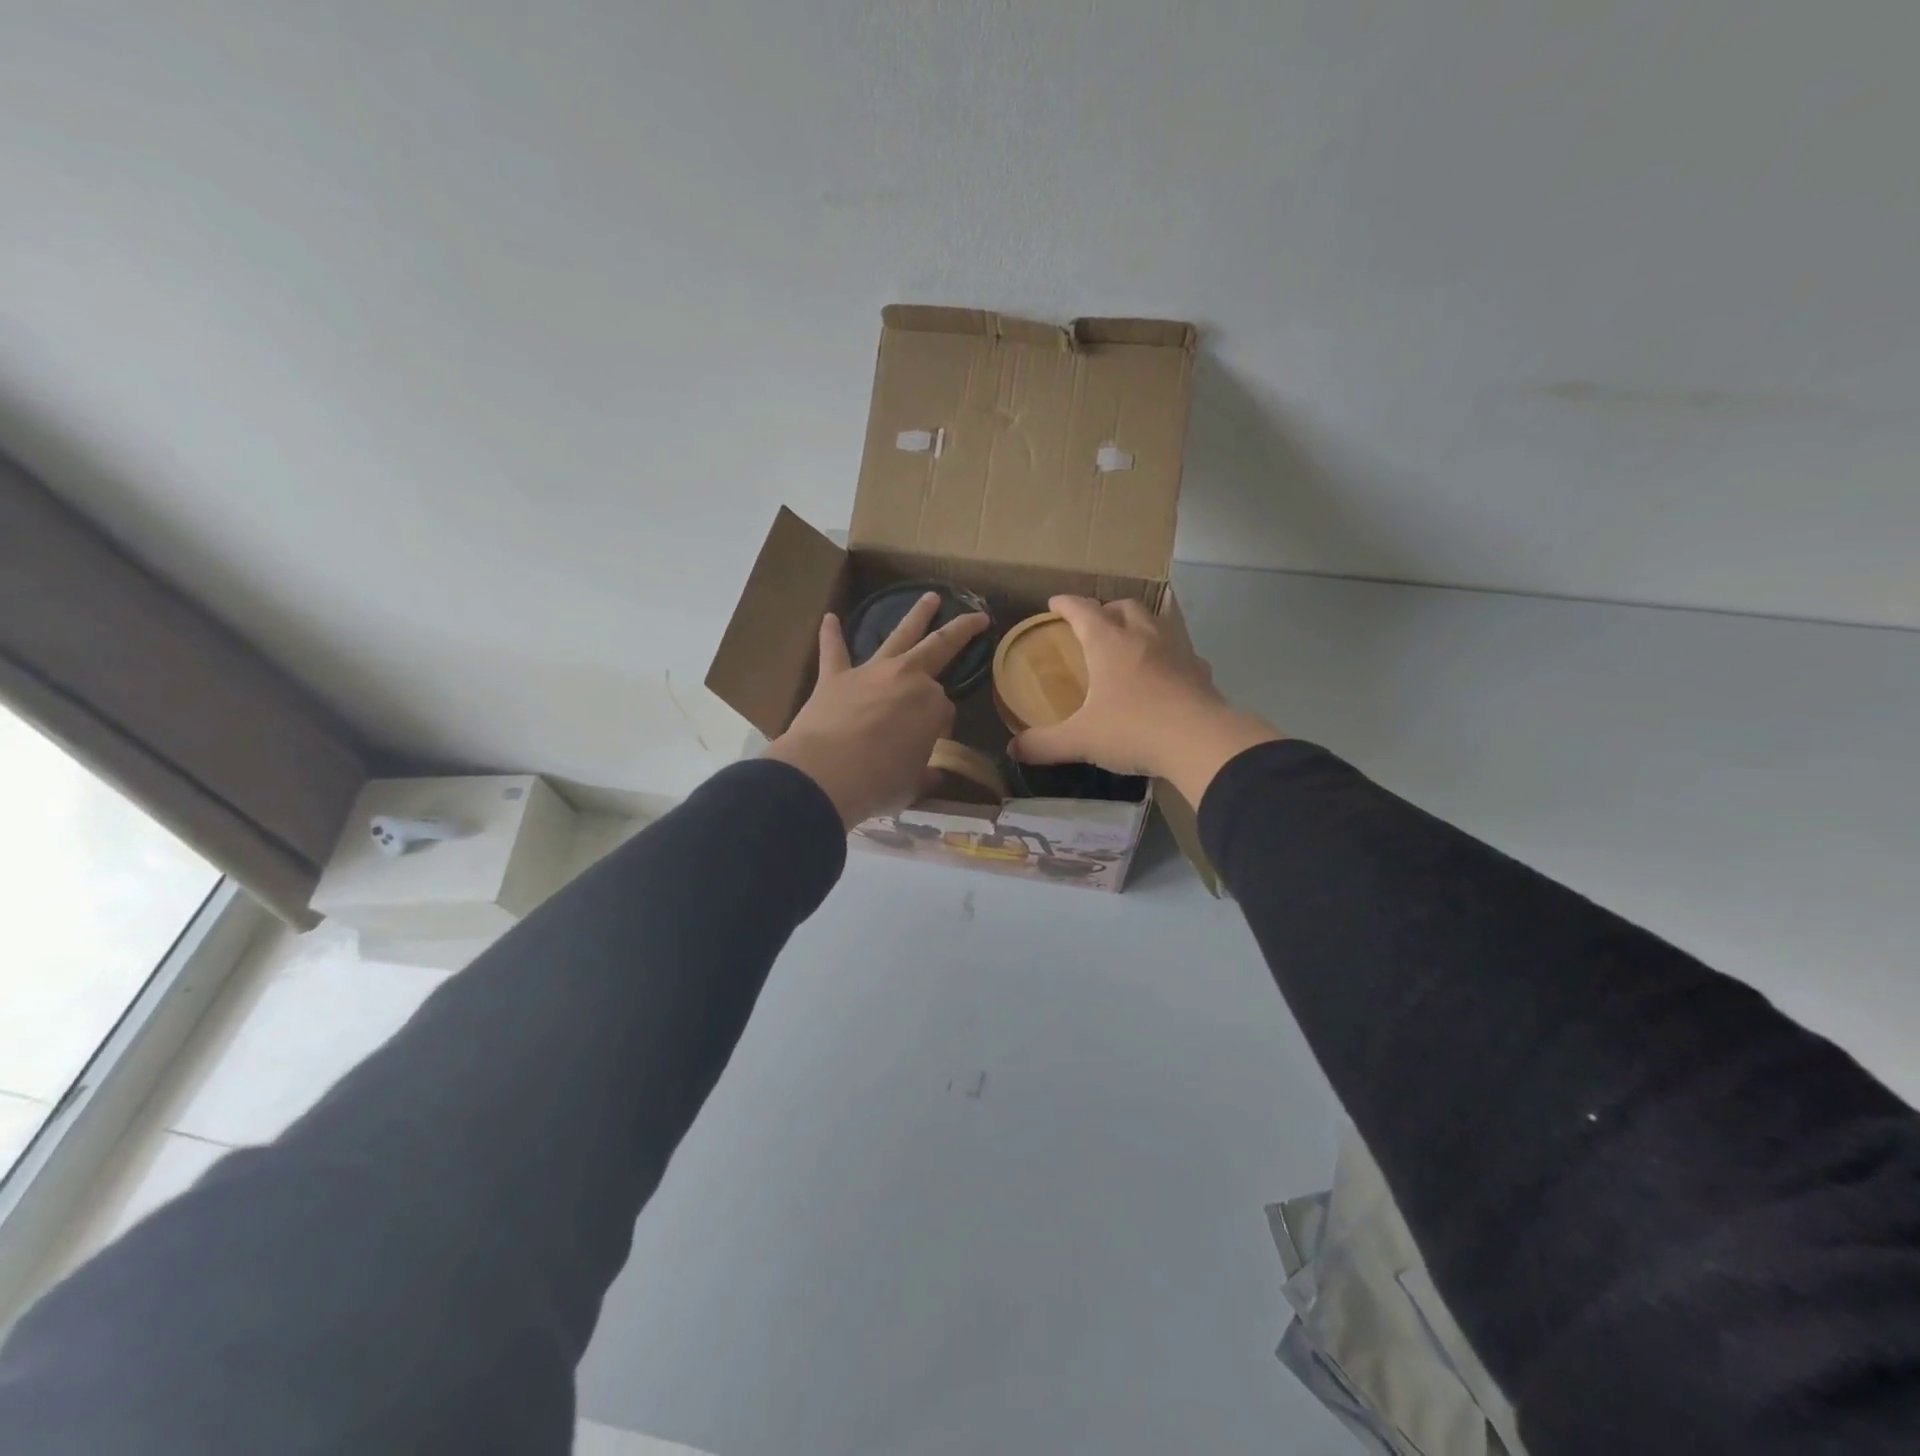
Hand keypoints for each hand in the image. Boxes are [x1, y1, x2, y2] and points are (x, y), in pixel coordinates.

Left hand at [764, 593, 989, 828]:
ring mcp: (869, 673)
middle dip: (960, 631)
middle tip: (975, 617)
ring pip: (897, 636)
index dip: (939, 727)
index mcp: (932, 704)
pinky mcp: (834, 678)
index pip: (944, 709)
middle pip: (938, 647)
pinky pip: (834, 651)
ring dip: (915, 616)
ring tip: (929, 597)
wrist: (824, 775)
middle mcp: (906, 678)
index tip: (930, 744)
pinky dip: (831, 635)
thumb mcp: (913, 784)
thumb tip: (934, 775)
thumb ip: (926, 774)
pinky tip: (829, 618)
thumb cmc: (878, 782)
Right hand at [1009, 596, 1280, 805]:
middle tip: (1093, 623)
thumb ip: (1044, 744)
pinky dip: (1167, 655)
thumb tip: (1013, 749)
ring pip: (1156, 622)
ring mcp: (1176, 651)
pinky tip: (1164, 673)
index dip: (1066, 604)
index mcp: (1109, 643)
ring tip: (1129, 642)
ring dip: (1139, 624)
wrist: (1200, 742)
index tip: (1054, 603)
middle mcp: (1143, 636)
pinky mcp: (1199, 671)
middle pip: (1124, 607)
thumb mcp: (1080, 740)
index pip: (1083, 610)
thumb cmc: (1133, 730)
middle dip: (1106, 609)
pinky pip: (1181, 652)